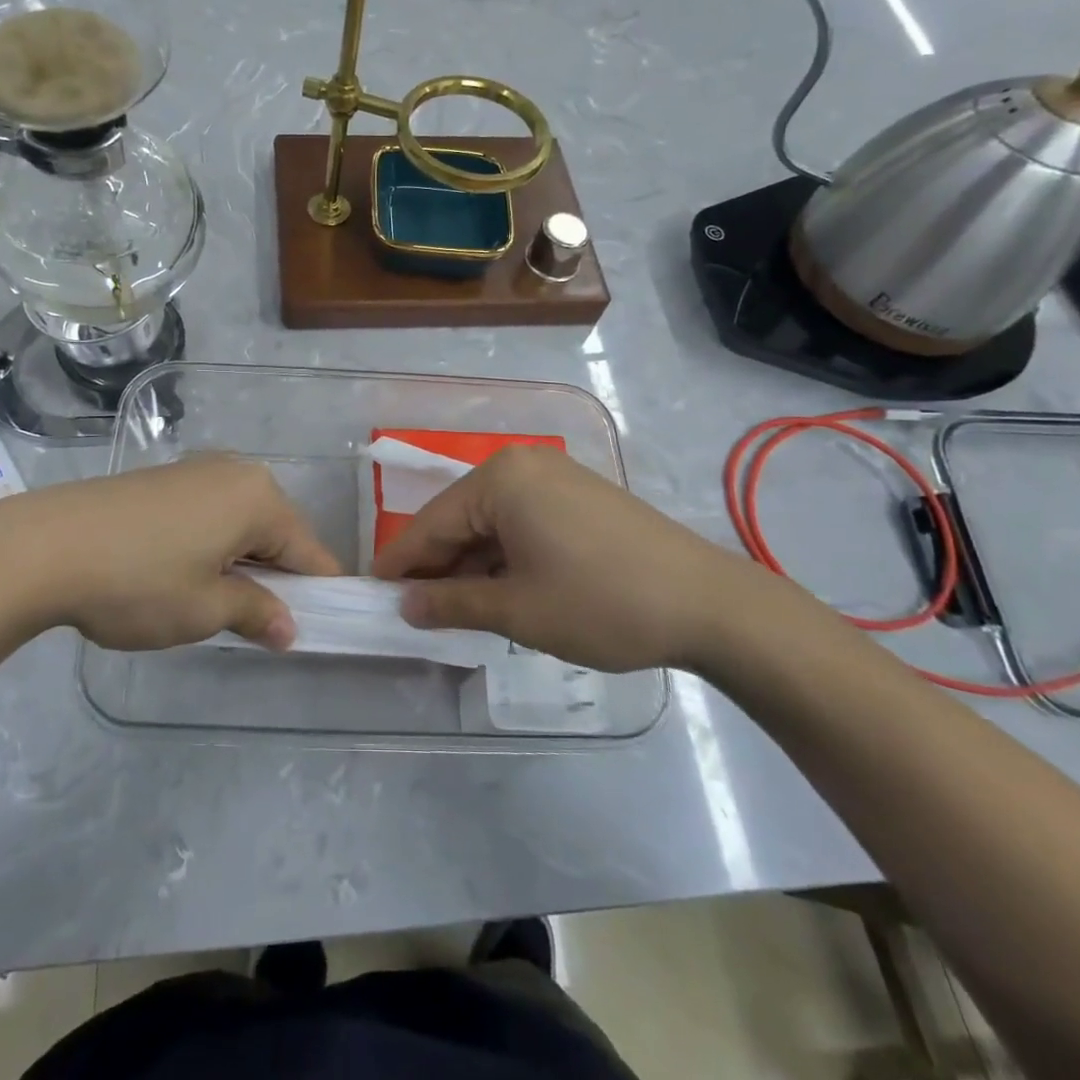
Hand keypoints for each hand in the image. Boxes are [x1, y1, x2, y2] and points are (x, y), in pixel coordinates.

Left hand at [0, 456, 339, 651]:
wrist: (42, 547)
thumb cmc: (138, 581)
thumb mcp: (204, 609)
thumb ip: (257, 614)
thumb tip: (290, 629)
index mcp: (259, 497)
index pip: (310, 551)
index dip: (319, 592)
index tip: (318, 628)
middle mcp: (236, 472)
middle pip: (277, 531)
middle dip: (276, 576)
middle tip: (255, 623)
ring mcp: (197, 470)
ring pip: (241, 522)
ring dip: (241, 561)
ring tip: (213, 602)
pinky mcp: (164, 478)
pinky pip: (210, 513)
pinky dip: (212, 544)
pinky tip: (181, 572)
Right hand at [372, 446, 786, 672]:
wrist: (709, 605)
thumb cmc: (601, 603)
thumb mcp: (518, 610)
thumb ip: (452, 603)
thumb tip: (405, 606)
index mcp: (500, 479)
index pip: (432, 523)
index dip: (400, 563)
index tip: (370, 594)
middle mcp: (523, 466)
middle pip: (461, 520)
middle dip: (437, 567)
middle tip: (413, 614)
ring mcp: (555, 479)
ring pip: (492, 524)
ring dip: (472, 566)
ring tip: (454, 611)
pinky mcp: (579, 497)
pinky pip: (522, 524)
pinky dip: (505, 558)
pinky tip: (500, 592)